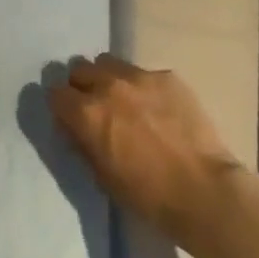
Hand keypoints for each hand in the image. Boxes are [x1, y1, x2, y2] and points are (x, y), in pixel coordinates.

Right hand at [48, 55, 243, 242]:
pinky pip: (144, 73)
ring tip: (125, 100)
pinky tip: (158, 109)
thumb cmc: (147, 195)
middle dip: (82, 85)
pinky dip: (143, 87)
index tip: (69, 116)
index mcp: (87, 113)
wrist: (202, 189)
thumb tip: (74, 126)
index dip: (61, 105)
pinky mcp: (167, 76)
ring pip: (110, 62)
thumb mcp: (102, 176)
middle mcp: (108, 85)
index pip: (56, 93)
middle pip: (80, 68)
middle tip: (96, 106)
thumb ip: (83, 143)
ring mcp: (140, 76)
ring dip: (109, 78)